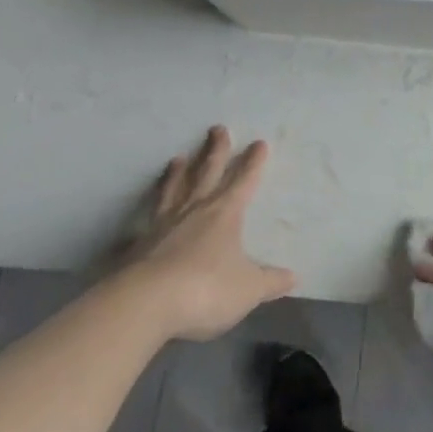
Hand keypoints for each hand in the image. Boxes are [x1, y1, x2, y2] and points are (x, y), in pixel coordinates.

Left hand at [116, 126, 295, 341]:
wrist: (145, 303)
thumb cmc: (206, 289)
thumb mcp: (247, 289)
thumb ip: (270, 282)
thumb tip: (293, 277)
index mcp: (225, 213)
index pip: (243, 181)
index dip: (253, 162)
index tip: (258, 143)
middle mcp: (194, 210)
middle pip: (207, 172)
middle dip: (216, 150)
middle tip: (217, 128)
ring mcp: (163, 225)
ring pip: (173, 190)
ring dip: (178, 173)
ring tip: (178, 158)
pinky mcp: (139, 245)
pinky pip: (145, 224)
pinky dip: (146, 218)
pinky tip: (139, 221)